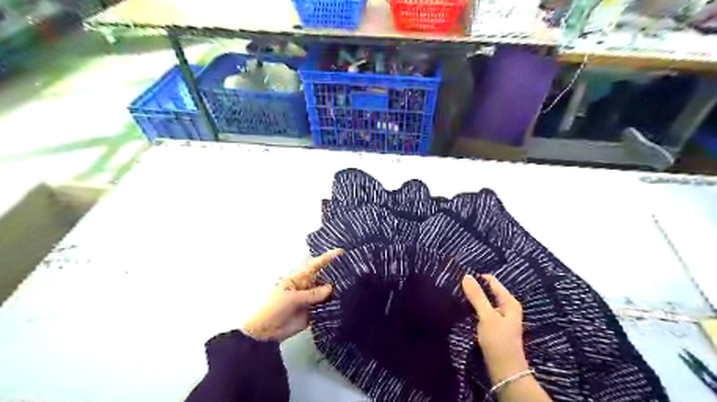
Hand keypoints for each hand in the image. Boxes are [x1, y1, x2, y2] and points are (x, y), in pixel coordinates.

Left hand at [242, 248, 342, 342]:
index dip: (326, 258)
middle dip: (335, 274)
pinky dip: (334, 304)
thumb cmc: (274, 309)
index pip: (314, 265)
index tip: (340, 252)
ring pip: (326, 292)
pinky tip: (345, 302)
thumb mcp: (291, 298)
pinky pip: (325, 306)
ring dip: (337, 290)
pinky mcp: (313, 312)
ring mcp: (310, 300)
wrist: (265, 332)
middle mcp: (306, 287)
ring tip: (353, 286)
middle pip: (323, 278)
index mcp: (298, 279)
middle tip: (352, 270)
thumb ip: (312, 294)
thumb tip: (331, 288)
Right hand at [462, 273, 527, 381]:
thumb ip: (477, 296)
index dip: (476, 279)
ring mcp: (499, 317)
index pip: (491, 281)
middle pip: (487, 291)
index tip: (459, 280)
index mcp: (509, 302)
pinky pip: (480, 312)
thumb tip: (466, 276)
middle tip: (455, 289)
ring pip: (482, 302)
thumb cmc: (498, 342)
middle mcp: (505, 307)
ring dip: (471, 300)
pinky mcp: (492, 326)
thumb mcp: (487, 317)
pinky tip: (461, 310)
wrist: (504, 372)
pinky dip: (472, 310)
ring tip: (455, 298)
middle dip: (472, 290)